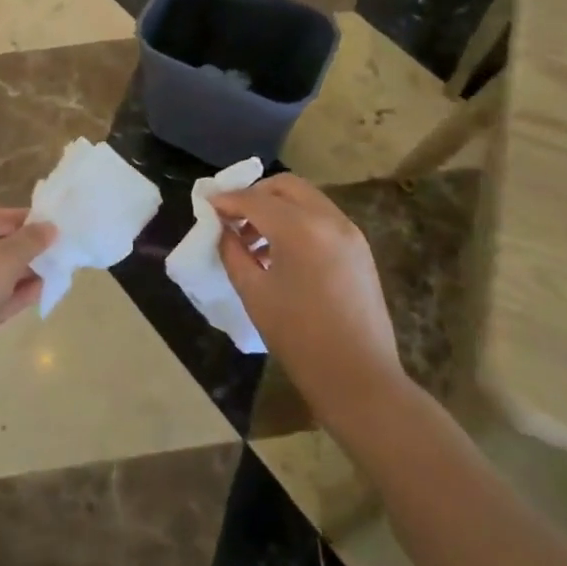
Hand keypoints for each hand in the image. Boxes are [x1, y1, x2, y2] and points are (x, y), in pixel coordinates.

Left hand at [0, 208, 53, 396]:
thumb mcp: (1, 263)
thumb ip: (27, 242)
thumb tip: (49, 227)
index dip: (12, 218)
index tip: (43, 222)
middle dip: (18, 247)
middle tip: (49, 246)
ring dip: (17, 272)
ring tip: (50, 268)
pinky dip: (9, 294)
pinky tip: (39, 291)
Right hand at [210, 174, 408, 426]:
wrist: (360, 379)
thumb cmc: (299, 339)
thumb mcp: (255, 294)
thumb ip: (233, 253)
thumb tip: (223, 229)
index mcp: (300, 229)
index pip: (254, 200)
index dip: (226, 200)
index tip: (206, 205)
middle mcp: (328, 219)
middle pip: (285, 186)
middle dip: (255, 194)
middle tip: (232, 217)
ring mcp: (349, 231)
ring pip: (306, 199)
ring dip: (276, 207)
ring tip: (253, 240)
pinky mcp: (359, 248)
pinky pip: (321, 218)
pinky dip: (297, 220)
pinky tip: (280, 252)